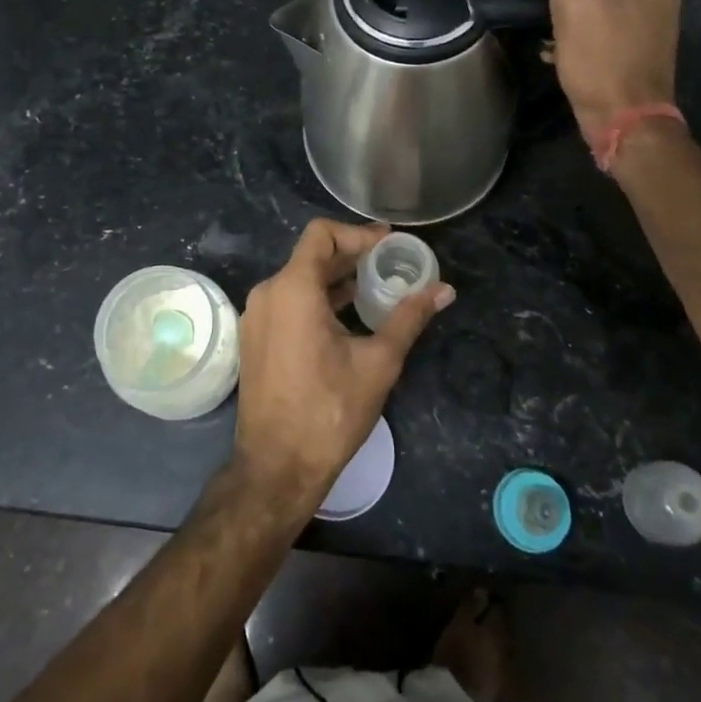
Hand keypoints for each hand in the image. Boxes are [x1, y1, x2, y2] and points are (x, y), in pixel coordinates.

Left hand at [232, 219, 453, 514]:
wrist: (277, 468)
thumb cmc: (329, 411)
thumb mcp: (378, 362)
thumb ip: (409, 317)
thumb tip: (444, 290)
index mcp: (292, 288)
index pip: (321, 234)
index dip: (357, 233)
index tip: (389, 244)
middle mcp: (268, 293)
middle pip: (311, 255)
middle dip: (352, 255)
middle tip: (390, 262)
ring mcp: (256, 317)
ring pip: (299, 280)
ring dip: (336, 278)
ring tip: (375, 287)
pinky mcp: (255, 338)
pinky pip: (288, 302)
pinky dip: (317, 299)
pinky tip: (347, 315)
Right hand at [533, 0, 681, 139]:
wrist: (626, 120)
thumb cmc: (601, 59)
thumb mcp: (573, 1)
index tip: (563, 20)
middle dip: (567, 12)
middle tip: (563, 38)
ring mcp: (655, 22)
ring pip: (592, 12)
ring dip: (571, 30)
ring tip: (566, 53)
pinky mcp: (644, 49)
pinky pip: (604, 33)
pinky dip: (584, 44)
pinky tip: (573, 62)